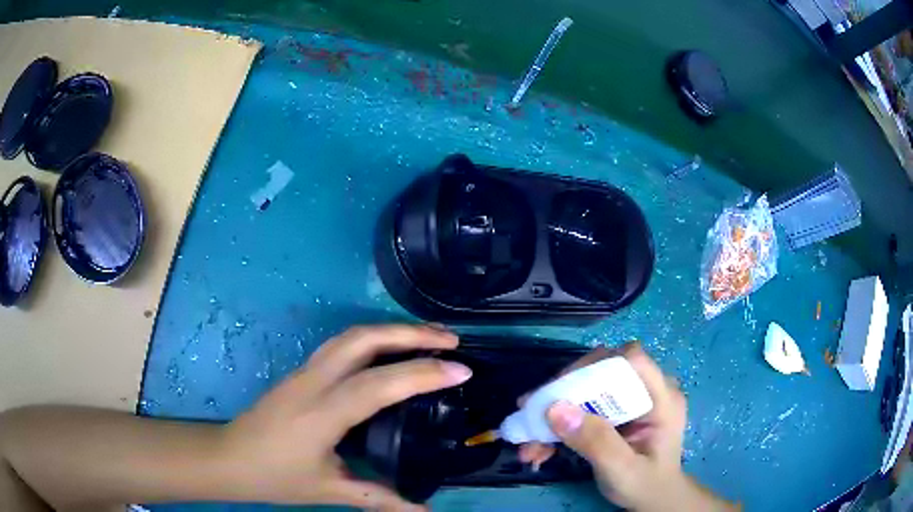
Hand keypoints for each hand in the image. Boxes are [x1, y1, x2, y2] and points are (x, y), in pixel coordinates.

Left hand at [219, 324, 470, 510]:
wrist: (228, 458)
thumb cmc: (275, 476)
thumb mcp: (328, 491)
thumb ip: (379, 499)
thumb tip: (424, 511)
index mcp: (321, 413)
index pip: (379, 383)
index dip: (423, 373)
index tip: (463, 369)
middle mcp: (313, 381)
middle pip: (363, 339)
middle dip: (411, 333)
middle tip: (451, 340)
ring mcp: (304, 371)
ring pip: (351, 334)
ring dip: (392, 329)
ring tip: (429, 337)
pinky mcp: (301, 371)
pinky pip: (342, 344)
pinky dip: (374, 338)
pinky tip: (390, 350)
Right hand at [521, 343, 733, 510]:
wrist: (652, 498)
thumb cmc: (645, 485)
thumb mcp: (622, 469)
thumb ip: (595, 441)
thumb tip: (555, 408)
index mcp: (662, 399)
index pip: (633, 360)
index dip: (596, 366)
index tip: (559, 390)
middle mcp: (648, 391)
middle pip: (604, 369)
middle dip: (565, 390)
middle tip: (534, 410)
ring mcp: (632, 400)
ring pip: (589, 387)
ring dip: (556, 409)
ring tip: (529, 439)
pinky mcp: (618, 411)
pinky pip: (585, 406)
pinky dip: (561, 424)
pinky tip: (540, 448)